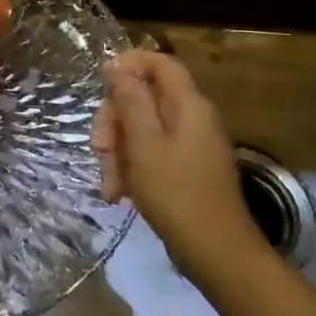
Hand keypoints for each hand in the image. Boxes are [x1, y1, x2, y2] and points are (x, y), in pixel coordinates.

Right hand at [92, 50, 262, 276]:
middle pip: (143, 98)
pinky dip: (131, 169)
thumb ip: (130, 101)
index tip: (101, 83)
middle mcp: (191, 118)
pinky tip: (118, 194)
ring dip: (117, 152)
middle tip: (99, 148)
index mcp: (188, 105)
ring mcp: (189, 144)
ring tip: (109, 184)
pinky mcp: (184, 169)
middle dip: (114, 121)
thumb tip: (117, 66)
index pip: (159, 62)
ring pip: (141, 129)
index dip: (128, 64)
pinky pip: (150, 154)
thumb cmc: (176, 194)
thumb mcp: (144, 144)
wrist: (215, 252)